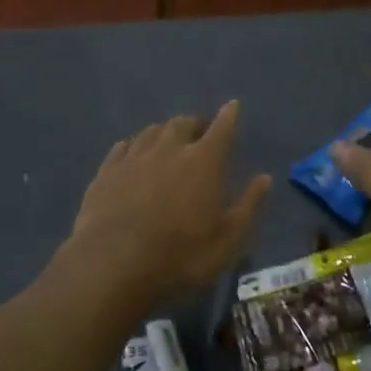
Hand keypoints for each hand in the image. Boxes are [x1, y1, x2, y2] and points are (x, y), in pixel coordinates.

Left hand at [68, 100, 271, 300]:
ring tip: (168, 141)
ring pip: (152, 131)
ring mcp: (134, 157)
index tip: (233, 106)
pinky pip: (123, 146)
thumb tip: (264, 178)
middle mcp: (169, 149)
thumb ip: (249, 205)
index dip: (229, 115)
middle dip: (195, 124)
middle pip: (184, 123)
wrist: (112, 264)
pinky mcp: (106, 171)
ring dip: (164, 132)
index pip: (222, 128)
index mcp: (204, 161)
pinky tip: (133, 154)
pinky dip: (135, 145)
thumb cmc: (180, 255)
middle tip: (200, 134)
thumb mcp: (228, 240)